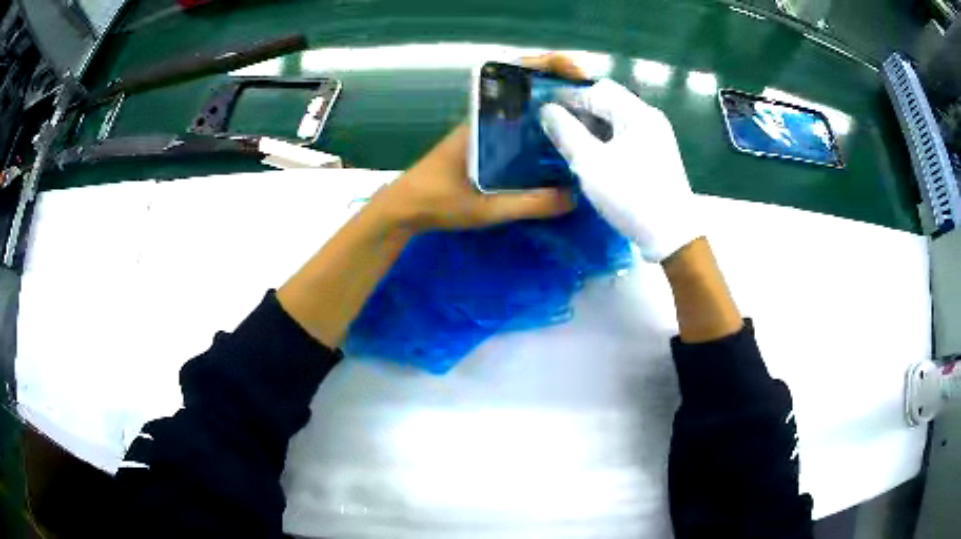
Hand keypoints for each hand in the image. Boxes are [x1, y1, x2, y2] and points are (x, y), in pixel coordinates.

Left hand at [379, 54, 584, 231]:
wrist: (405, 210)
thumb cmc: (436, 202)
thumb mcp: (484, 208)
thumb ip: (527, 205)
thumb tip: (574, 197)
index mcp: (482, 119)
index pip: (515, 76)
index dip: (548, 65)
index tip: (578, 72)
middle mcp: (487, 118)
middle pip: (528, 87)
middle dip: (562, 84)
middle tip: (597, 98)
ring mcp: (488, 130)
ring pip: (527, 108)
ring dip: (557, 105)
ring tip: (593, 117)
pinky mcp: (489, 145)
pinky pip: (522, 128)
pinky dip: (546, 128)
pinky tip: (567, 144)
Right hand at [539, 79, 700, 262]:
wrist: (671, 235)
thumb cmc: (631, 195)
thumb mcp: (591, 163)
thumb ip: (566, 133)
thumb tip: (547, 110)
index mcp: (637, 114)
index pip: (596, 90)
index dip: (568, 96)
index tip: (543, 107)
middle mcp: (650, 118)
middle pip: (609, 101)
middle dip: (580, 110)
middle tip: (556, 125)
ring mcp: (656, 136)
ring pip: (617, 119)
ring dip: (592, 125)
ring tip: (570, 140)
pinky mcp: (657, 154)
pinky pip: (626, 135)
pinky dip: (606, 138)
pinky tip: (593, 154)